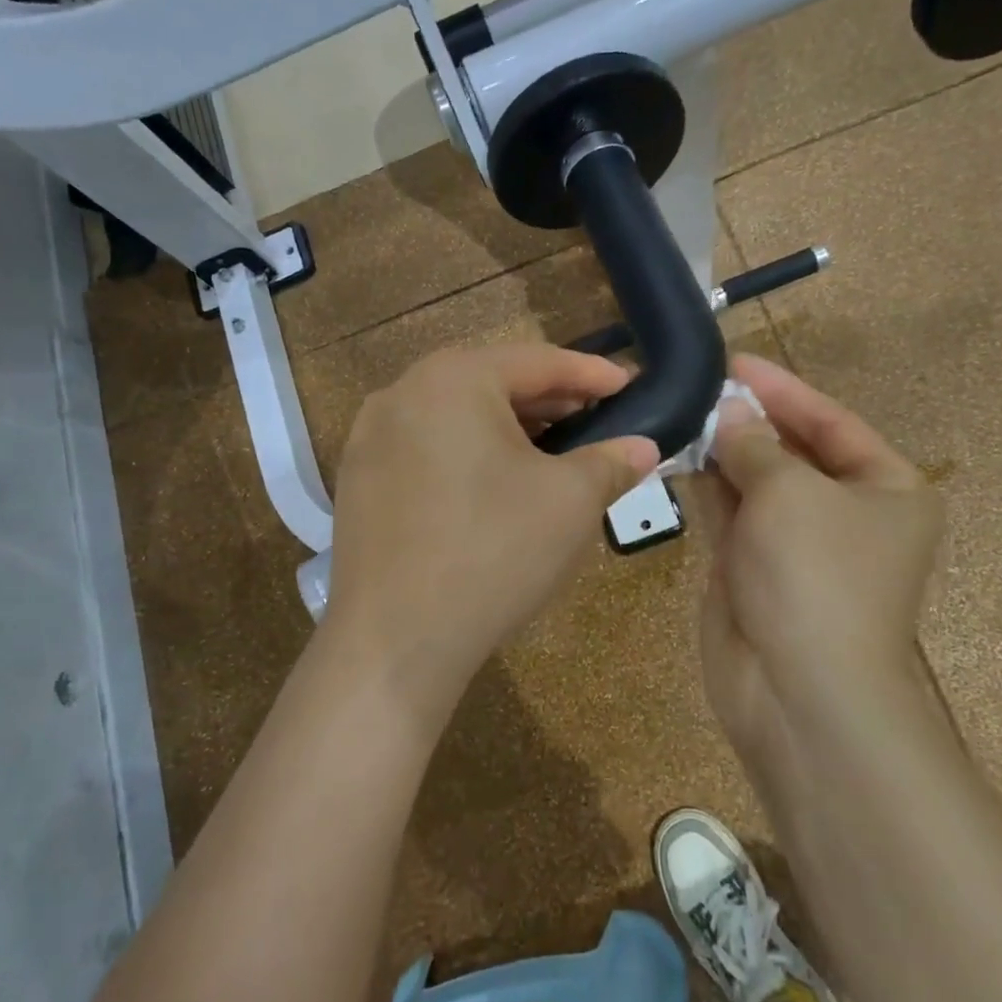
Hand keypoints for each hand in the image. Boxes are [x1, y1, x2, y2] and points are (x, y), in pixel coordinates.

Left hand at [322, 344, 659, 723]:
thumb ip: (612, 462)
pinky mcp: (358, 478)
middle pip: (492, 382)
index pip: (537, 361)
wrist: (394, 640)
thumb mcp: (570, 502)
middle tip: (596, 419)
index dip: (590, 374)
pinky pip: (426, 446)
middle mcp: (402, 392)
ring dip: (508, 428)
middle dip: (550, 401)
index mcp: (453, 379)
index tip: (630, 385)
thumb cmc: (493, 553)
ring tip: (552, 452)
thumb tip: (644, 447)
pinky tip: (494, 484)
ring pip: (456, 415)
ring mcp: (371, 436)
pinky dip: (467, 453)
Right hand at [694, 355, 945, 781]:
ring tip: (679, 412)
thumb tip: (728, 411)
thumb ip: (754, 443)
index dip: (783, 390)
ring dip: (722, 450)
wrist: (798, 691)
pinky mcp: (753, 569)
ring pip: (755, 482)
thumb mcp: (789, 491)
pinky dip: (707, 485)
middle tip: (698, 386)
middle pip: (792, 450)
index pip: (832, 423)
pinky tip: (676, 454)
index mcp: (887, 491)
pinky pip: (729, 514)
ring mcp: (796, 545)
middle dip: (748, 420)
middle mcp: (845, 514)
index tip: (734, 362)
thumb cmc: (815, 575)